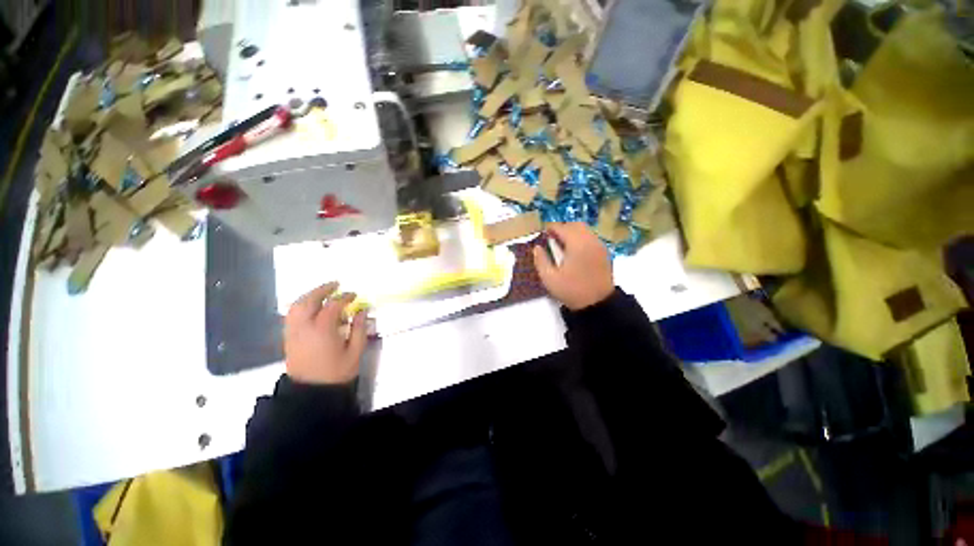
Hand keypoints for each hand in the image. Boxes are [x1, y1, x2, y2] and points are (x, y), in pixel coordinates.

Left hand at [284, 282, 367, 384]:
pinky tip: (310, 307)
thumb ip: (359, 329)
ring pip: (296, 306)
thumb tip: (361, 311)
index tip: (354, 295)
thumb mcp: (355, 352)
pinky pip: (291, 315)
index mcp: (323, 329)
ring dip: (309, 295)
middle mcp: (304, 327)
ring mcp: (293, 332)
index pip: (333, 305)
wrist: (311, 393)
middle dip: (323, 290)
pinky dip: (300, 305)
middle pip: (309, 300)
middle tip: (335, 284)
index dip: (345, 297)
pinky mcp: (288, 338)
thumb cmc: (336, 373)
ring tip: (322, 292)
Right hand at [532, 222, 614, 310]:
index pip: (562, 228)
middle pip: (575, 225)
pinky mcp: (605, 253)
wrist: (598, 304)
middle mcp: (590, 240)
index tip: (543, 234)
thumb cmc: (572, 290)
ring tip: (563, 245)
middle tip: (552, 238)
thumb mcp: (550, 278)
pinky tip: (575, 252)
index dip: (550, 228)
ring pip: (585, 230)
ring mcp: (599, 246)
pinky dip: (582, 239)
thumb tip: (537, 247)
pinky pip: (592, 238)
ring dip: (573, 233)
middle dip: (562, 228)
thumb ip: (541, 260)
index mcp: (576, 244)